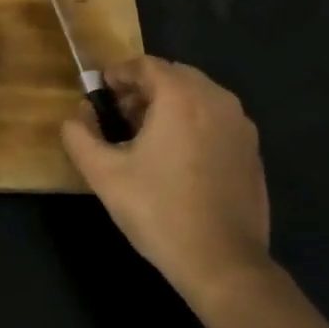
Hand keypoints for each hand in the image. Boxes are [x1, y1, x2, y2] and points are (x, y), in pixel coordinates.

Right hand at [60, 56, 272, 303]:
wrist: (223, 263)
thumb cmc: (158, 211)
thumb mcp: (104, 174)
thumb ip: (79, 137)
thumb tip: (76, 117)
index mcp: (181, 97)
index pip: (146, 64)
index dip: (119, 73)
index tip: (101, 91)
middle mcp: (216, 100)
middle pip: (174, 75)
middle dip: (144, 87)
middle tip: (120, 113)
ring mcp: (240, 125)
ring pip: (198, 96)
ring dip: (170, 104)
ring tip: (146, 136)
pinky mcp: (252, 151)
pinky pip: (217, 119)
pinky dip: (194, 122)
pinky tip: (178, 158)